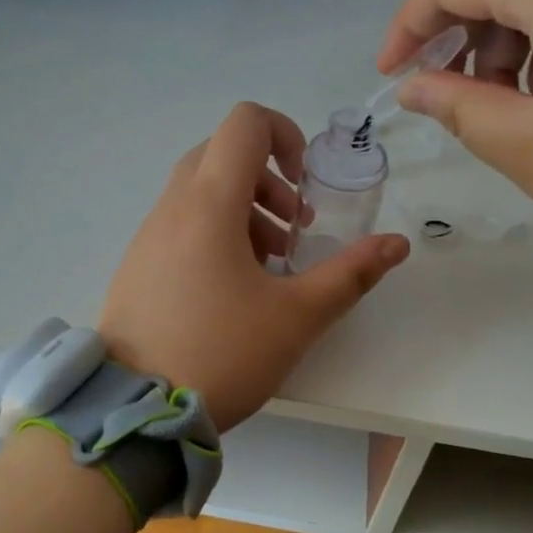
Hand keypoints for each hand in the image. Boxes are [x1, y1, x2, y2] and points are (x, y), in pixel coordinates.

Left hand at [99, 103, 409, 429]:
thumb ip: (350, 274)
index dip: (285, 134)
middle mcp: (172, 206)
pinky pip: (180, 223)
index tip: (304, 184)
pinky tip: (232, 288)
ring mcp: (148, 235)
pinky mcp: (137, 263)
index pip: (245, 123)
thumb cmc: (221, 353)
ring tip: (269, 266)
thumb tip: (397, 244)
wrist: (135, 409)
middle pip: (223, 155)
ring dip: (243, 210)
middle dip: (268, 180)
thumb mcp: (296, 317)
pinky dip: (214, 232)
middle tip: (292, 230)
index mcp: (209, 203)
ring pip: (200, 191)